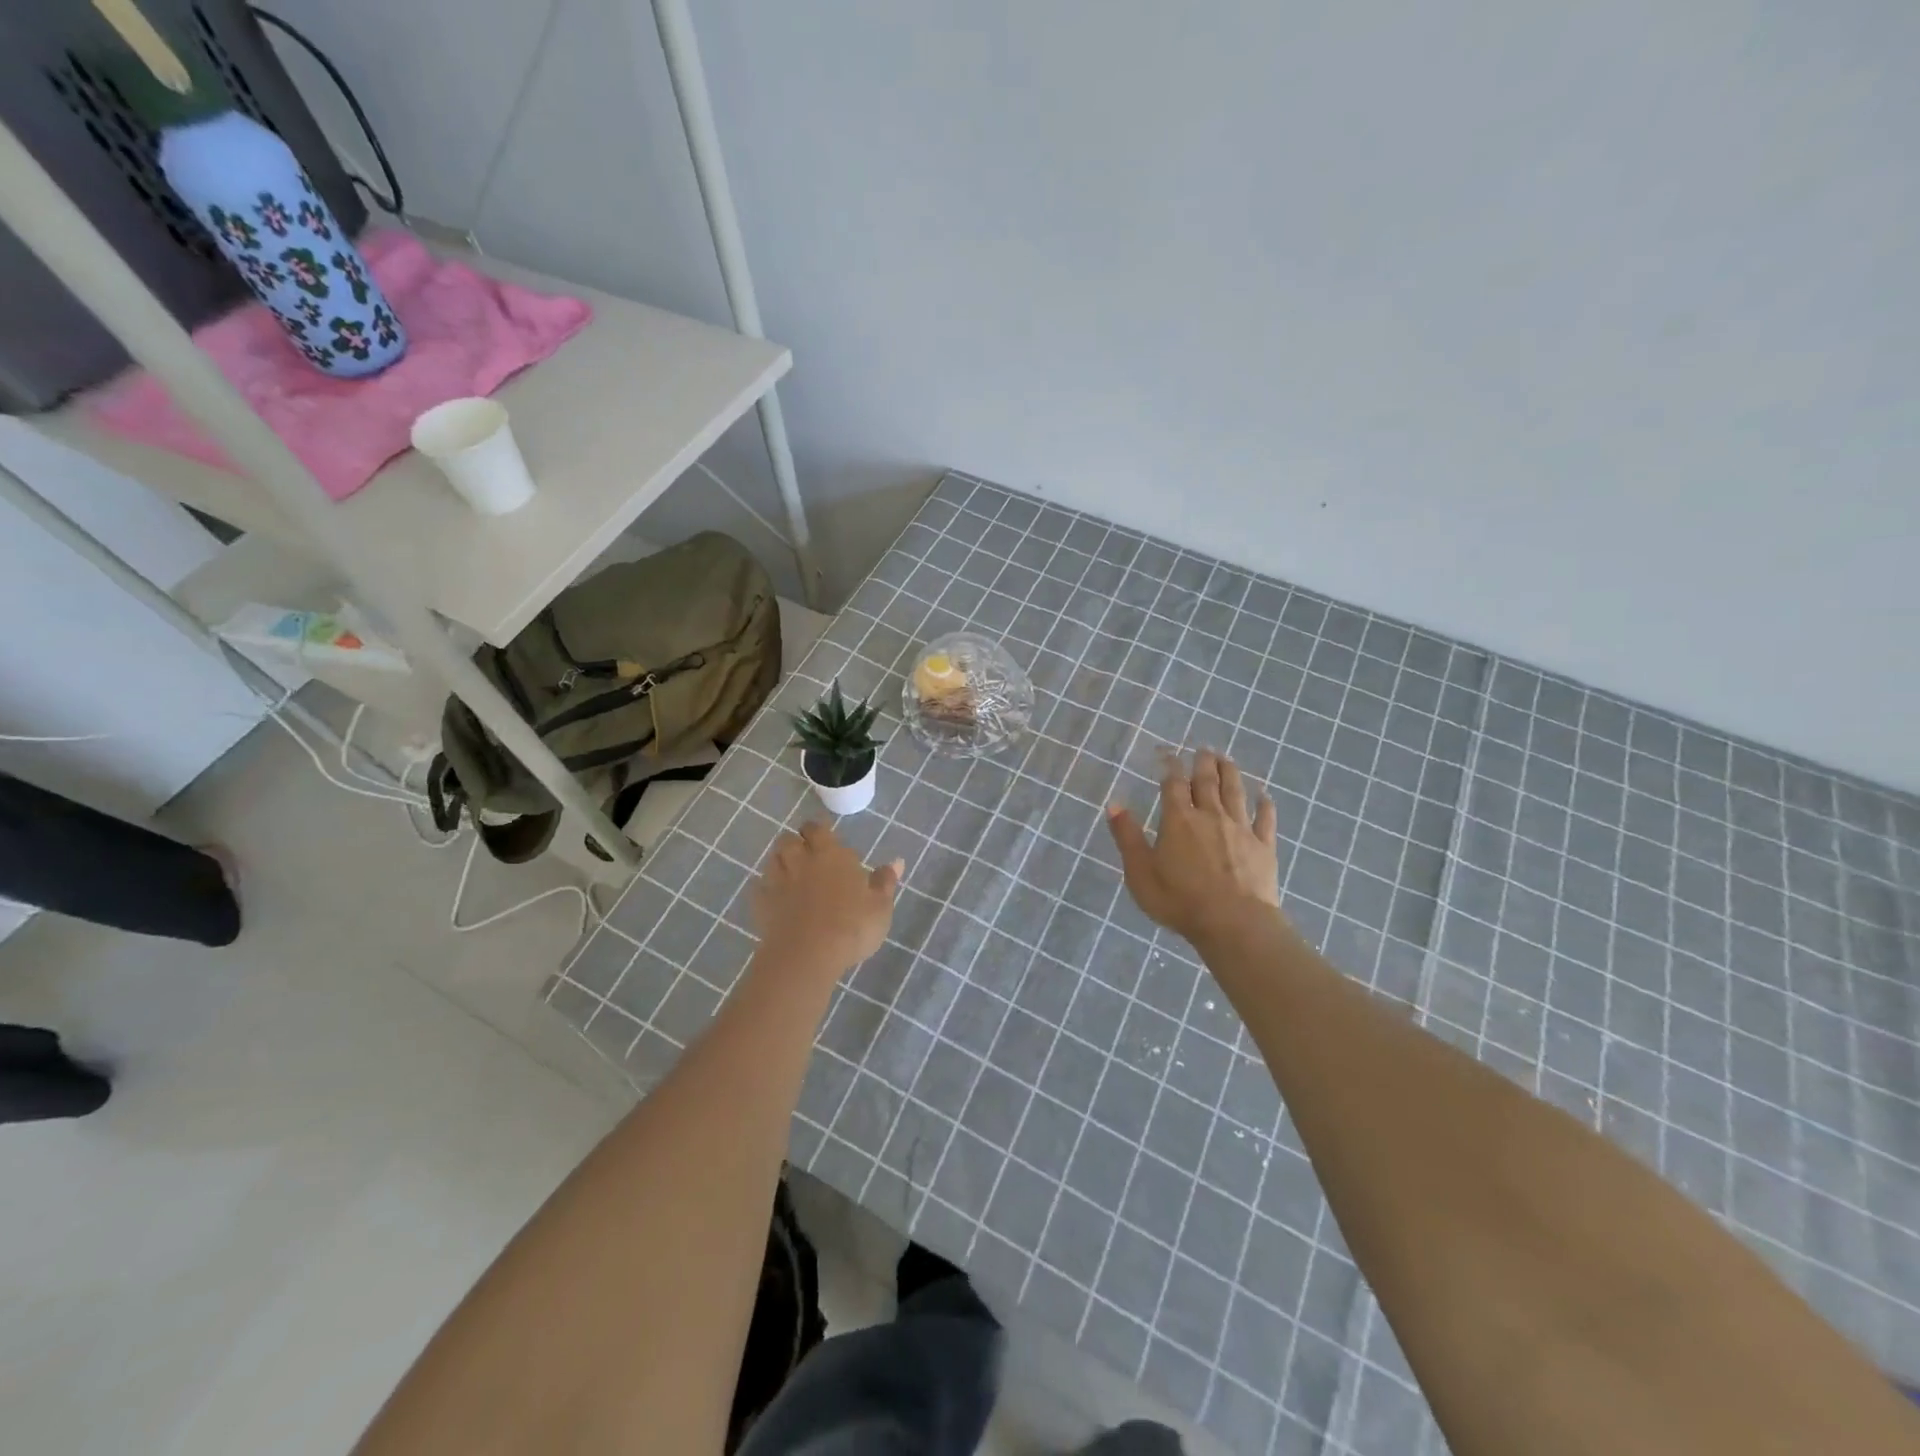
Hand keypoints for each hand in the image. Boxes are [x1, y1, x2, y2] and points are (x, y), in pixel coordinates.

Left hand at [751, 821, 902, 982]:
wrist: (807, 955)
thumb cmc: (851, 926)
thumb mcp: (880, 906)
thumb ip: (885, 882)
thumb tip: (897, 861)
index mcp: (830, 855)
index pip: (818, 829)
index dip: (819, 830)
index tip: (825, 837)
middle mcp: (801, 861)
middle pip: (789, 839)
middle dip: (796, 842)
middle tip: (807, 854)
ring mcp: (778, 882)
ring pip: (772, 859)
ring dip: (780, 861)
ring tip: (791, 873)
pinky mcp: (762, 904)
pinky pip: (760, 887)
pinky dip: (766, 888)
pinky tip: (775, 898)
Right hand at [1107, 748, 1281, 943]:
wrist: (1233, 923)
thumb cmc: (1179, 900)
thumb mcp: (1140, 872)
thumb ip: (1127, 837)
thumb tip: (1114, 804)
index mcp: (1179, 820)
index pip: (1173, 784)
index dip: (1170, 765)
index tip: (1168, 753)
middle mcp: (1210, 816)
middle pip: (1207, 781)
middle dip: (1203, 762)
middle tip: (1203, 748)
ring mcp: (1241, 829)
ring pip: (1236, 792)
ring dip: (1231, 773)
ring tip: (1227, 759)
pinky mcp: (1263, 846)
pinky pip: (1265, 819)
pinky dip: (1265, 805)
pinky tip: (1265, 796)